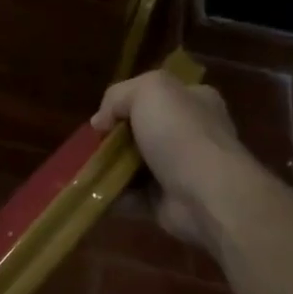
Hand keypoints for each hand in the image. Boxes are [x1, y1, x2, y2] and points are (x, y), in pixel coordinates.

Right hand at [93, 70, 244, 247]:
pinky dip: (112, 197)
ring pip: (133, 166)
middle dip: (113, 140)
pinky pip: (132, 197)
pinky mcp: (168, 203)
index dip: (126, 103)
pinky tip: (93, 193)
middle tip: (91, 146)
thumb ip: (118, 95)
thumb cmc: (181, 134)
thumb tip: (100, 122)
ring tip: (85, 170)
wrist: (207, 195)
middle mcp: (191, 134)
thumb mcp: (149, 90)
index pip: (157, 96)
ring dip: (109, 169)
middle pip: (141, 132)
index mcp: (195, 101)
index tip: (103, 118)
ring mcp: (181, 171)